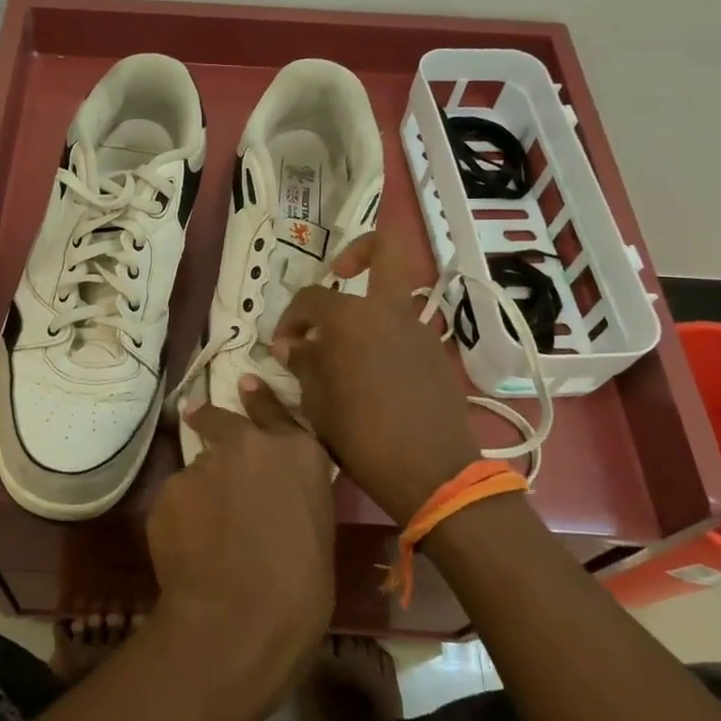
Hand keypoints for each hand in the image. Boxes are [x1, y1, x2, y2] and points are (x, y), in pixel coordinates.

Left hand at [146, 379, 334, 718]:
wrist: (240, 618)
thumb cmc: (301, 588)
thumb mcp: (317, 528)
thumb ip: (292, 493)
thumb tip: (273, 494)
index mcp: (297, 452)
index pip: (274, 409)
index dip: (257, 398)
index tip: (244, 384)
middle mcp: (248, 444)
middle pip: (221, 420)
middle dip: (210, 421)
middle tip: (198, 419)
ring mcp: (204, 463)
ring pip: (198, 469)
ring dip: (201, 488)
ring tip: (207, 533)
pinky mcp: (169, 489)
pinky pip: (177, 499)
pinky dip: (182, 517)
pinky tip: (189, 549)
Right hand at [272, 231, 479, 524]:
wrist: (432, 471)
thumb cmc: (360, 435)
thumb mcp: (316, 402)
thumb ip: (302, 363)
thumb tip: (292, 345)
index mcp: (351, 317)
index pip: (310, 298)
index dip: (289, 318)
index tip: (283, 348)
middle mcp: (389, 311)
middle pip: (386, 249)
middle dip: (359, 251)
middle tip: (338, 274)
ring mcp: (419, 330)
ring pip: (392, 298)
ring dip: (366, 310)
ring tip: (344, 349)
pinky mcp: (437, 354)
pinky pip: (404, 331)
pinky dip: (383, 339)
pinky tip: (371, 375)